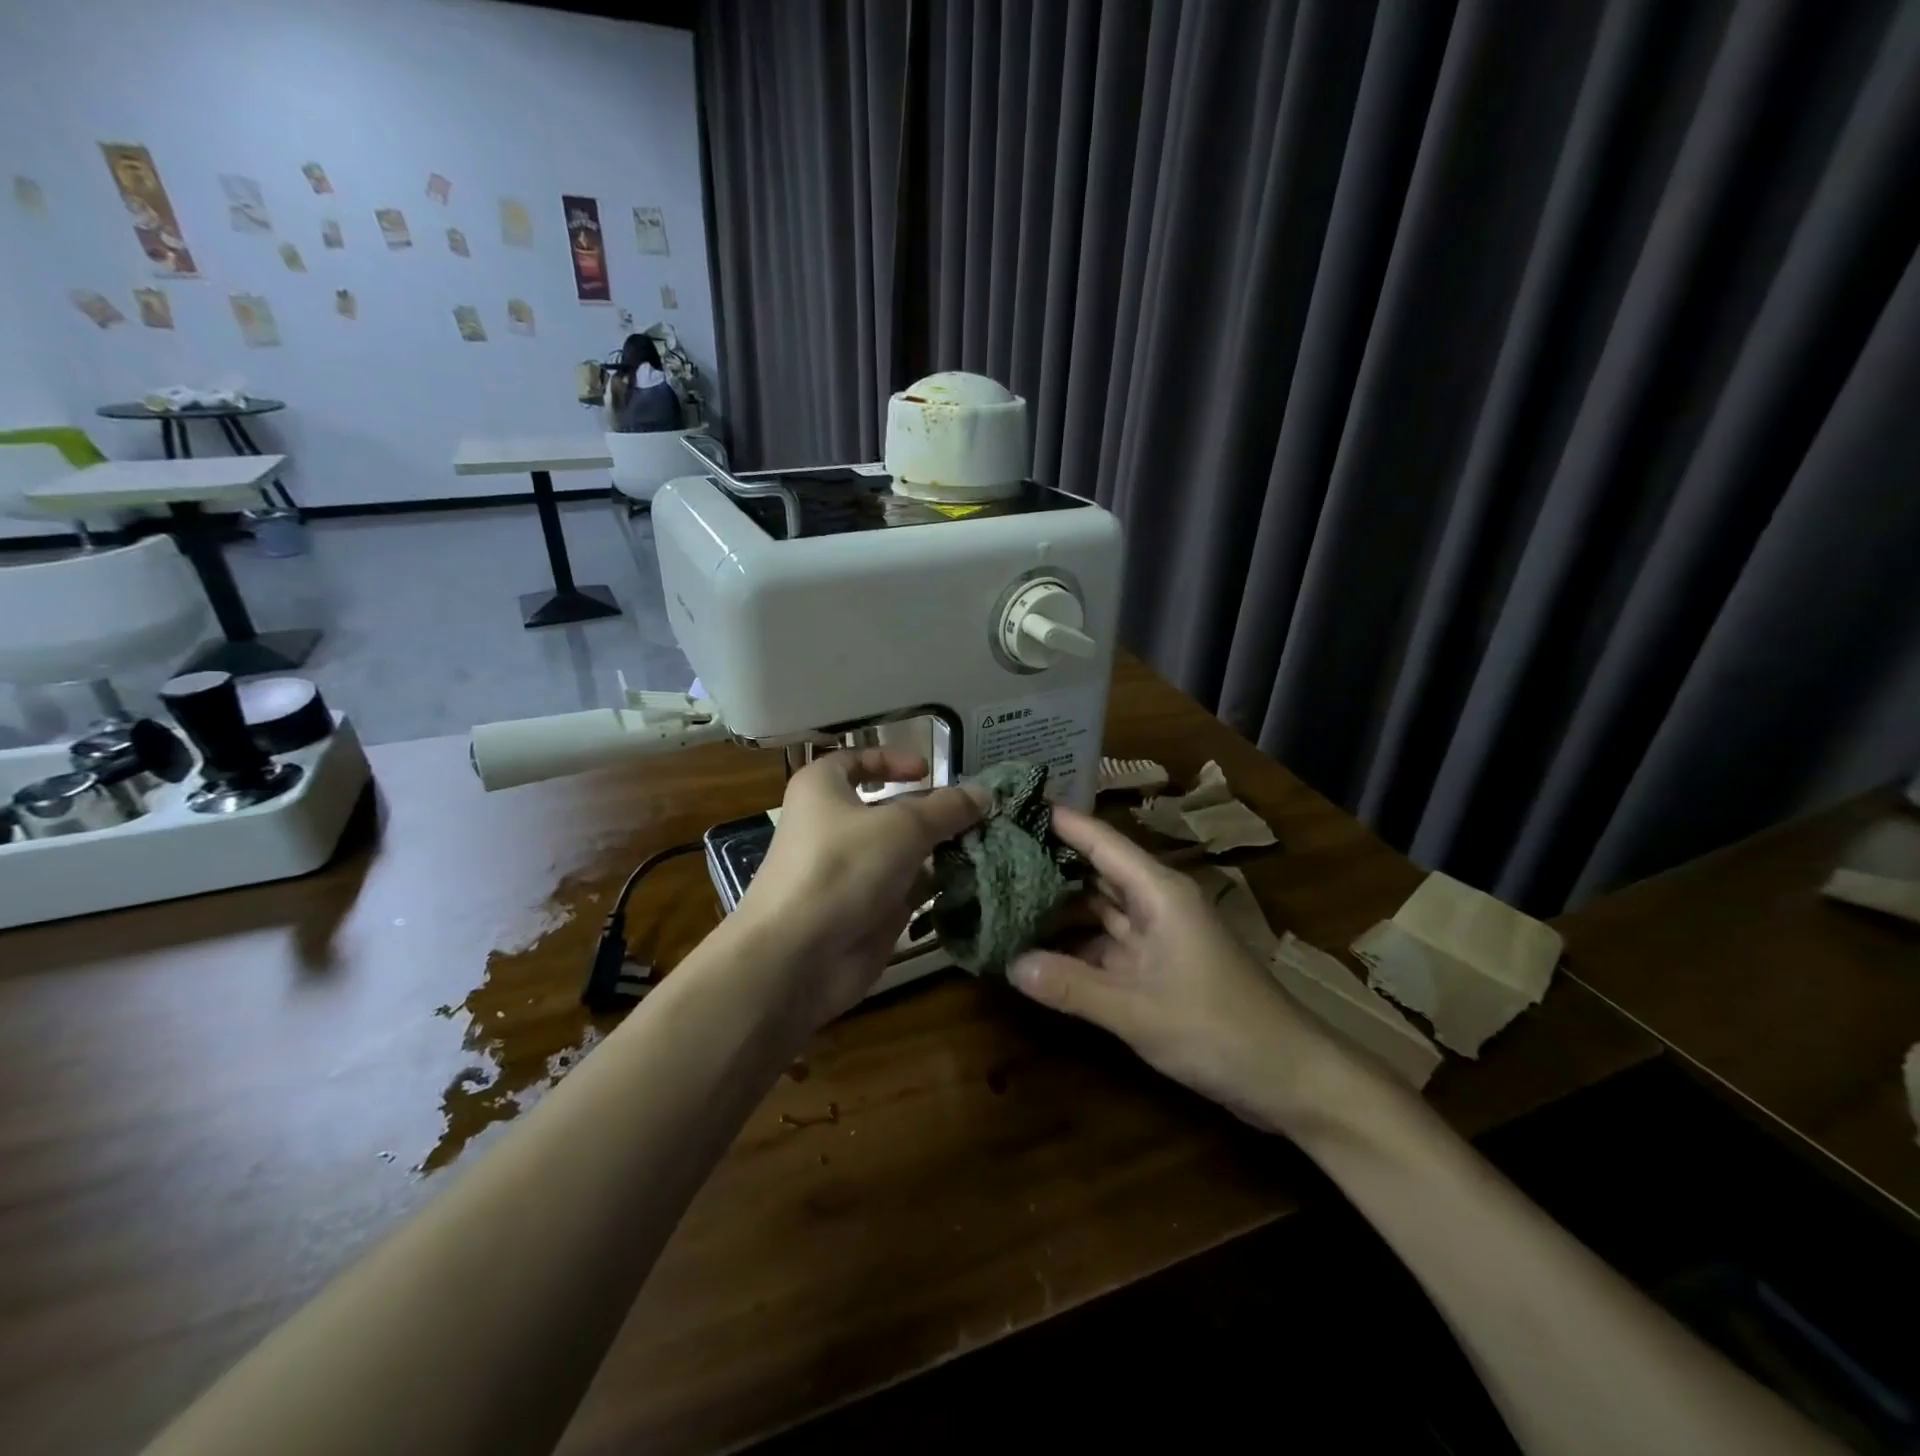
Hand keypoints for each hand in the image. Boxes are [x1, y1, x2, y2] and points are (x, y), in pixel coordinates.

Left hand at [736, 749, 987, 1023]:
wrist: (797, 957)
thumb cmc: (842, 868)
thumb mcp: (902, 826)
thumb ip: (947, 808)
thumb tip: (984, 793)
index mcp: (823, 789)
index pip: (856, 760)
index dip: (892, 760)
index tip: (930, 771)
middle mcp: (834, 825)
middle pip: (889, 810)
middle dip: (933, 812)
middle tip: (980, 814)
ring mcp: (850, 871)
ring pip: (903, 852)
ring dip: (941, 850)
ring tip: (989, 846)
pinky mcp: (866, 910)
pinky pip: (907, 889)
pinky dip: (936, 886)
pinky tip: (972, 882)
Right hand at [1008, 806, 1340, 1131]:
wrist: (1290, 1078)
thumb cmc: (1219, 1030)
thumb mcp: (1138, 1011)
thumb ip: (1072, 987)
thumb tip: (1009, 964)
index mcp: (1158, 892)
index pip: (1100, 842)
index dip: (1059, 822)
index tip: (1013, 806)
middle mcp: (1156, 903)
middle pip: (1095, 872)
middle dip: (1048, 865)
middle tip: (993, 856)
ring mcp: (1157, 936)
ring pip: (1099, 910)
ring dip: (1058, 909)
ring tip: (1004, 899)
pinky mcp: (1157, 967)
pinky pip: (1107, 944)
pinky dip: (1075, 946)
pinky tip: (1038, 949)